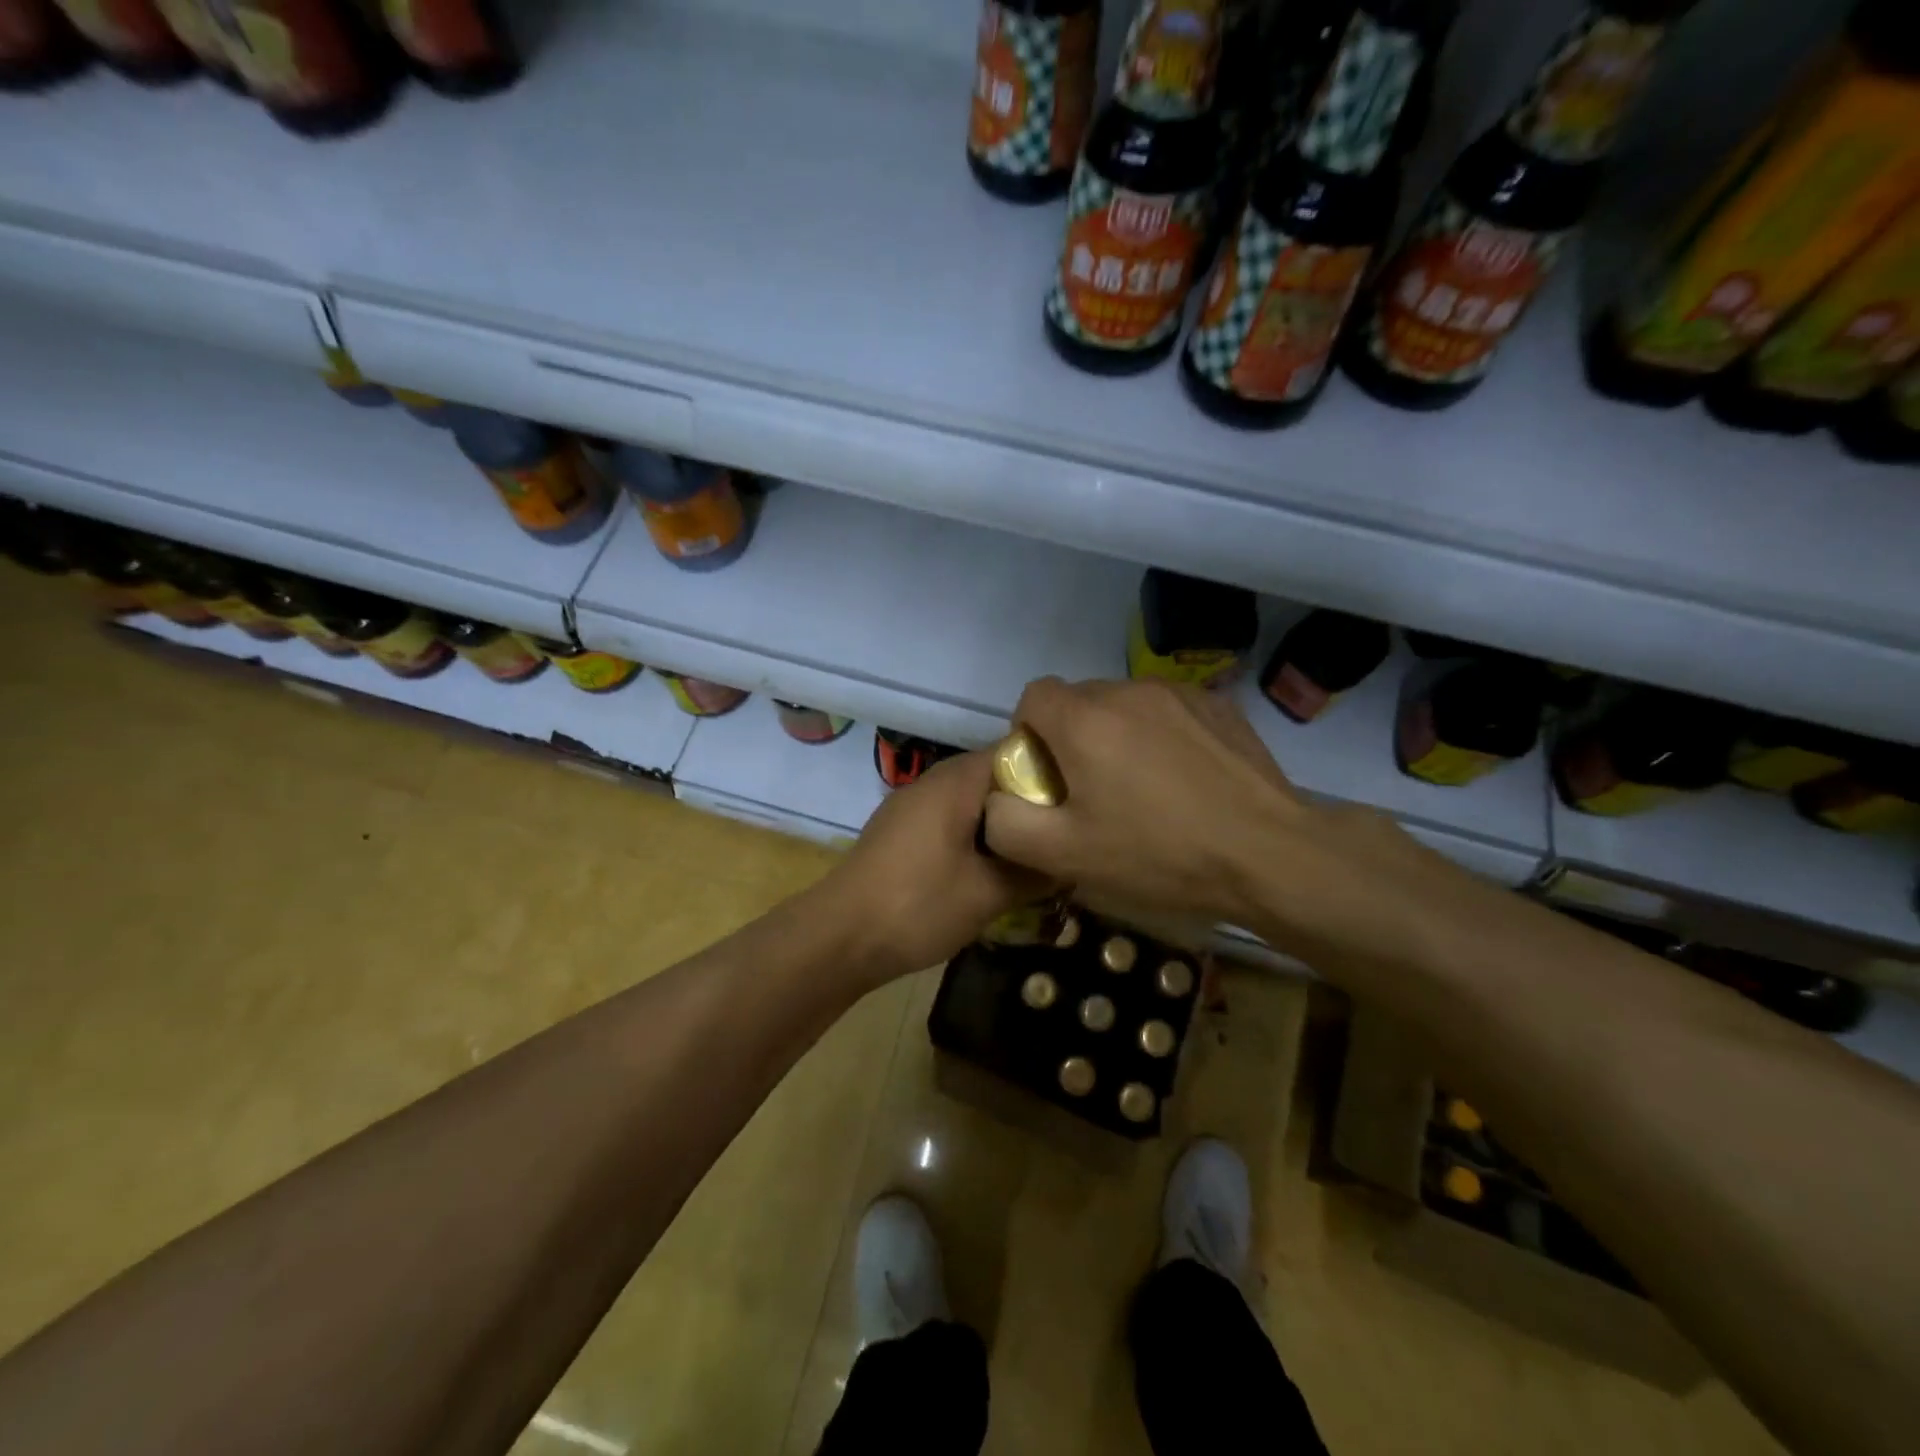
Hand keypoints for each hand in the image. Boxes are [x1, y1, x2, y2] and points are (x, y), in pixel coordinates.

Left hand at [821, 749, 1051, 982]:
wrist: (840, 937)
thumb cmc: (919, 905)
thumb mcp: (989, 893)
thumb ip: (1035, 871)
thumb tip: (1072, 860)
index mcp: (957, 780)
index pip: (1019, 753)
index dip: (1056, 776)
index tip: (1082, 807)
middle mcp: (935, 781)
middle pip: (997, 778)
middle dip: (1032, 806)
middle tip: (1066, 836)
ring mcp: (913, 805)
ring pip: (974, 802)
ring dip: (1004, 825)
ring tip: (1037, 855)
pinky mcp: (902, 831)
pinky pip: (952, 820)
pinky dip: (977, 837)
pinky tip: (992, 869)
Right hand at [980, 678, 1450, 964]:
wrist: (1269, 855)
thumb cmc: (1158, 855)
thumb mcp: (1064, 856)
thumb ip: (1005, 823)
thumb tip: (997, 799)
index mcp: (1084, 720)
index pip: (1033, 697)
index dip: (1029, 735)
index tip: (1049, 779)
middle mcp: (1127, 691)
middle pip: (1079, 701)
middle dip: (1073, 738)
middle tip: (1094, 792)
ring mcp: (1179, 693)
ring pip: (1124, 704)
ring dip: (1118, 735)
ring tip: (1144, 788)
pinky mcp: (1218, 706)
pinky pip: (1167, 711)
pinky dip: (1161, 735)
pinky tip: (1184, 780)